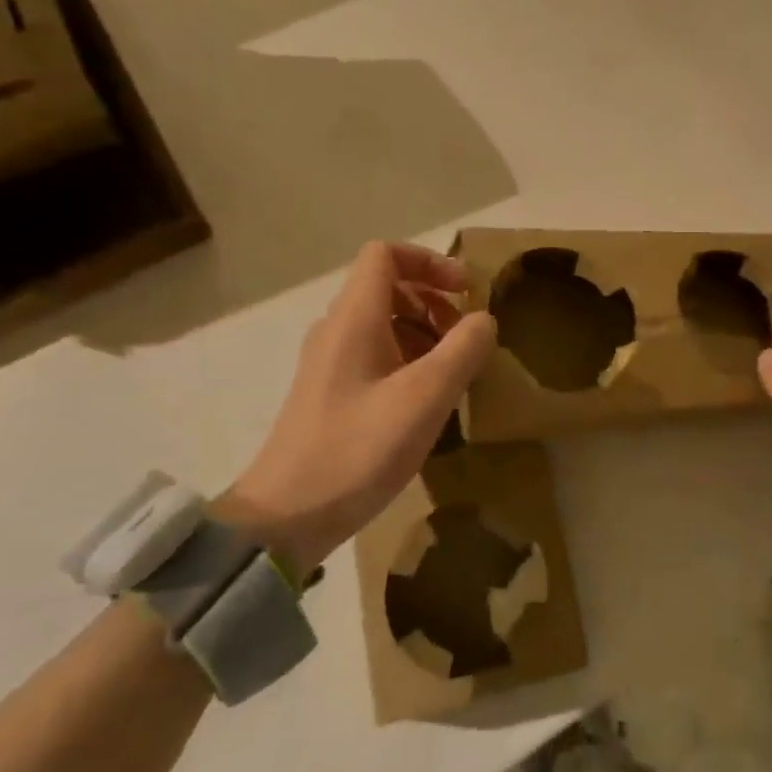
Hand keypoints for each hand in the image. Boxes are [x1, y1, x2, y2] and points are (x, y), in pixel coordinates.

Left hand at [220, 241, 497, 580]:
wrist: (287, 516)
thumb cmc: (358, 450)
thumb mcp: (425, 398)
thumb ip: (462, 350)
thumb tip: (484, 319)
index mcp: (354, 318)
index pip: (385, 254)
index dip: (429, 261)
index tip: (466, 292)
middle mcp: (336, 329)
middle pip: (387, 286)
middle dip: (434, 301)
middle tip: (466, 338)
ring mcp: (329, 362)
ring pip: (383, 322)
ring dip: (424, 332)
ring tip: (453, 372)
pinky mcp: (329, 393)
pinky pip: (374, 354)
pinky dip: (407, 359)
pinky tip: (426, 401)